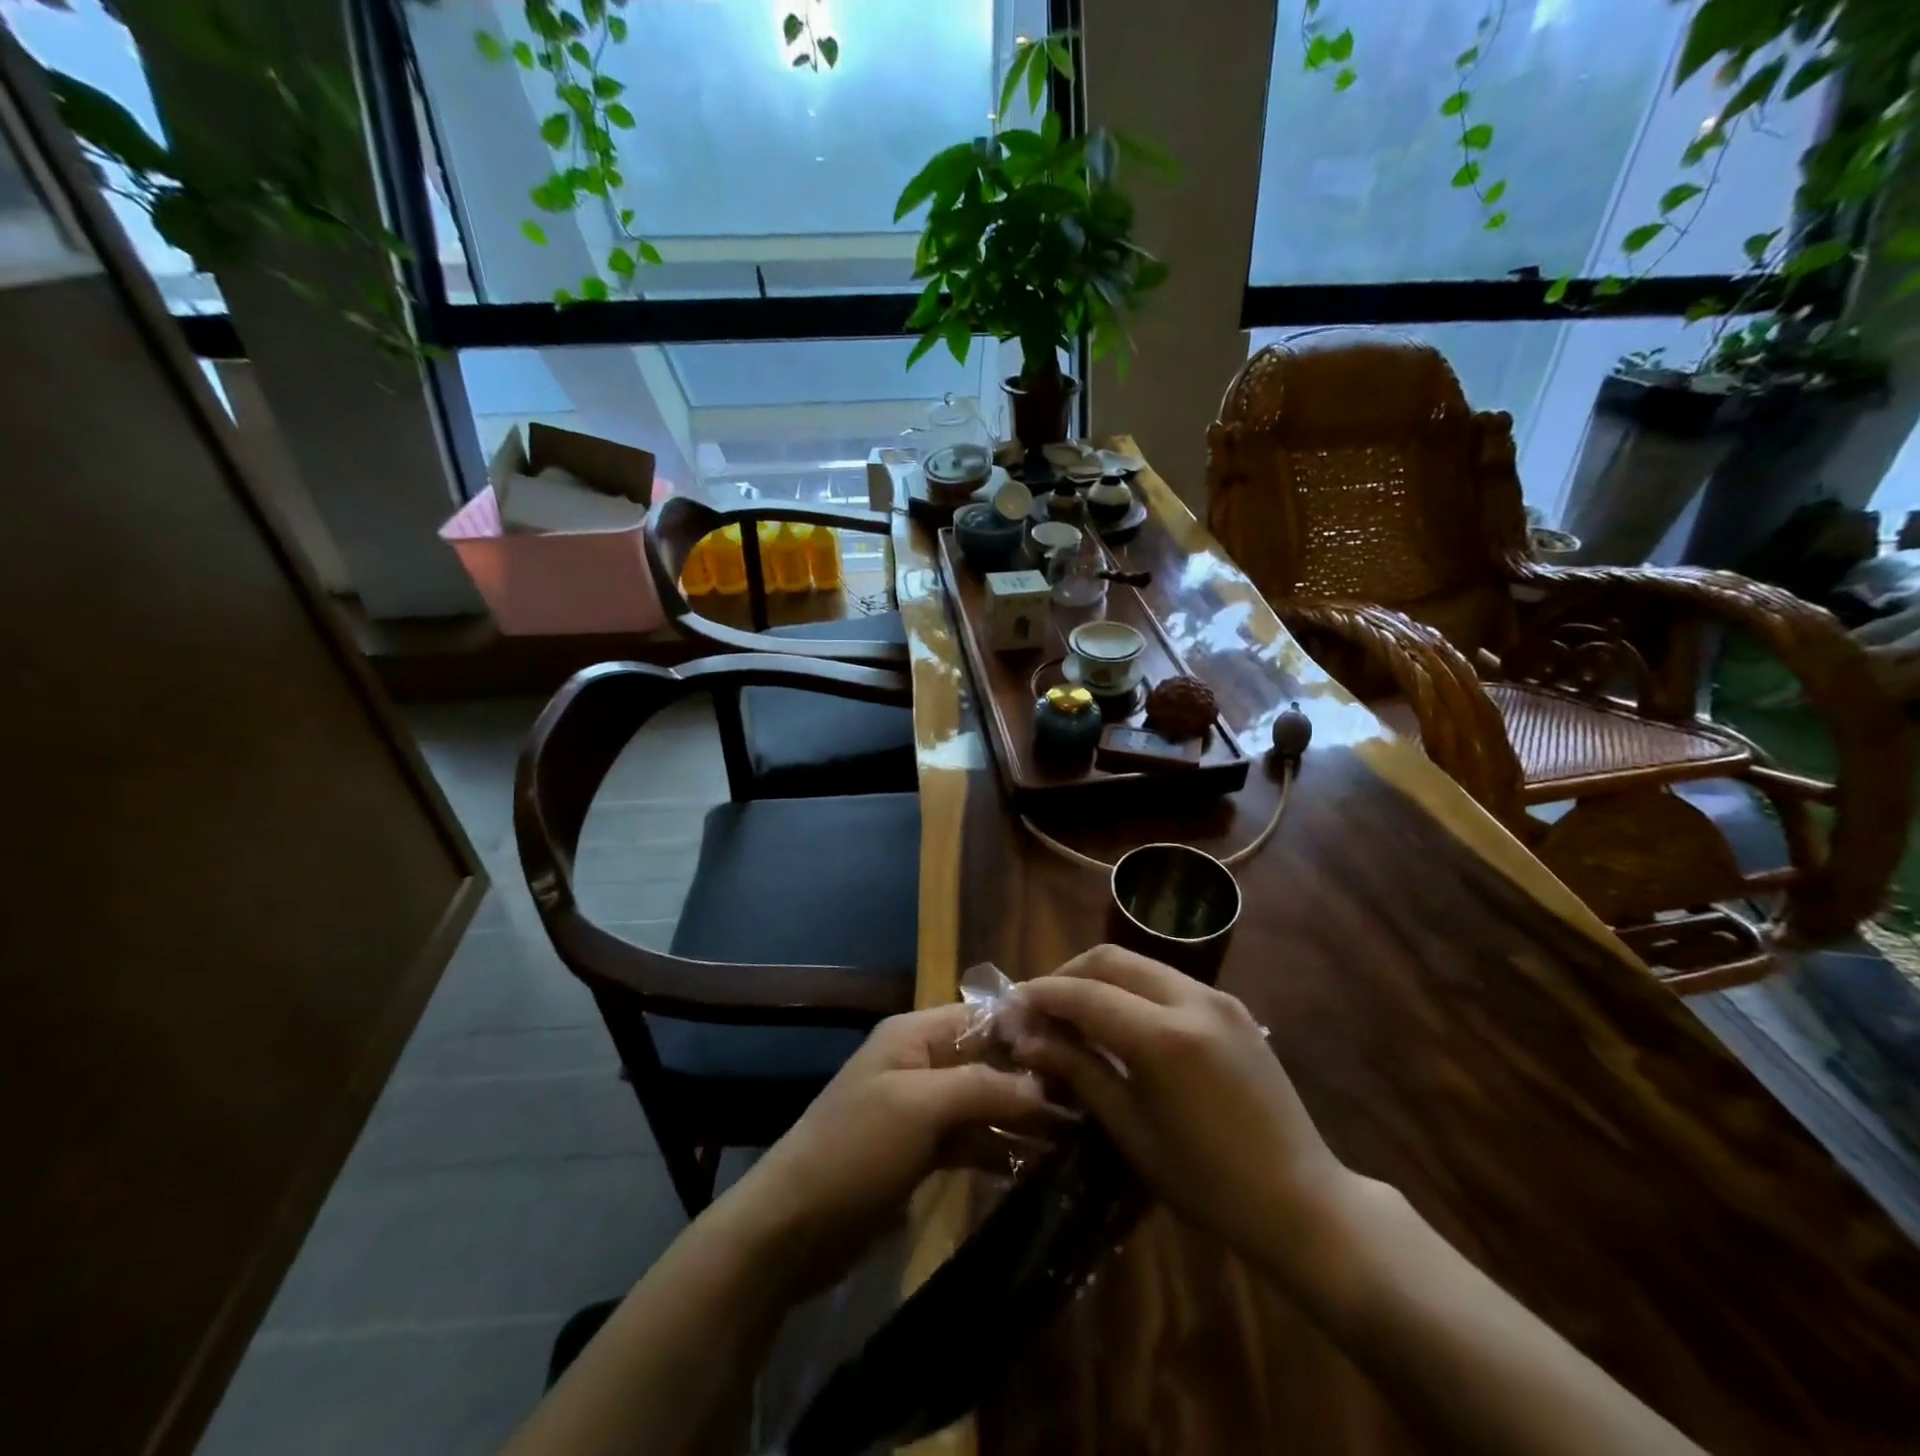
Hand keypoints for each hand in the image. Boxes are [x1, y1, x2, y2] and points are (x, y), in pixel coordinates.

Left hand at [730, 1004, 1059, 1295]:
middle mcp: (920, 1062)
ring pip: (982, 1102)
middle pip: (987, 1061)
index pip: (982, 1017)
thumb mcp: (919, 1107)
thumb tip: (1045, 1087)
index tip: (1080, 1053)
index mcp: (914, 1034)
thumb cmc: (855, 1149)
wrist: (791, 1228)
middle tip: (1089, 1103)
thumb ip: (982, 1088)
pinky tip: (1036, 1165)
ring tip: (1075, 1137)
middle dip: (1031, 1080)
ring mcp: (920, 1109)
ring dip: (1020, 1117)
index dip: (1027, 1032)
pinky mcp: (920, 1152)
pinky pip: (970, 1139)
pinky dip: (998, 1148)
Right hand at [1011, 946, 1357, 1286]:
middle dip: (1068, 974)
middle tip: (1040, 1006)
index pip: (1085, 993)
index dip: (1042, 995)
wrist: (1303, 1201)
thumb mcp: (1132, 1131)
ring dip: (1100, 977)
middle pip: (1111, 958)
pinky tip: (1120, 1020)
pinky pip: (1168, 980)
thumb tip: (1029, 1039)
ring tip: (1074, 1012)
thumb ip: (1080, 1071)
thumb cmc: (1208, 1183)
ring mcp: (1218, 998)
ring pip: (1141, 963)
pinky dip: (1134, 988)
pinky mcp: (1233, 1007)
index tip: (1011, 1008)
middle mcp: (1191, 1000)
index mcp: (1163, 1037)